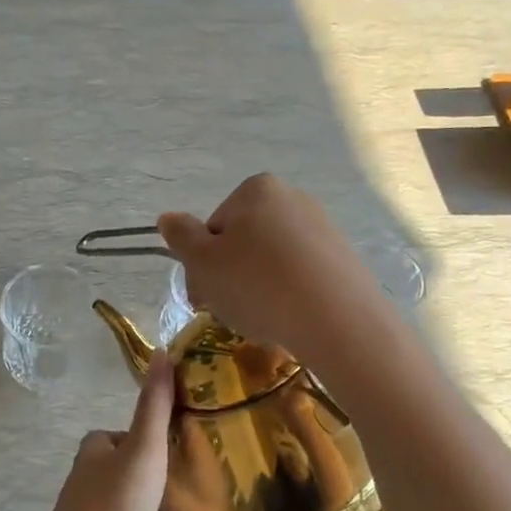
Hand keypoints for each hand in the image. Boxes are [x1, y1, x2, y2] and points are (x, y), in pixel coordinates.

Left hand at [17, 354, 177, 510]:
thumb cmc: (114, 504)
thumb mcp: (143, 448)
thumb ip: (155, 404)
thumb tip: (161, 350)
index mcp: (95, 454)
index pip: (121, 435)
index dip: (149, 435)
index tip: (184, 438)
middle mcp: (92, 486)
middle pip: (132, 475)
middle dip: (163, 477)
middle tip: (205, 476)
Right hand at [157, 174, 388, 371]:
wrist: (337, 320)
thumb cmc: (258, 285)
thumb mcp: (203, 263)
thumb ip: (181, 237)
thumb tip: (167, 218)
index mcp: (256, 190)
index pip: (213, 228)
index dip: (202, 265)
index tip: (203, 297)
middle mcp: (292, 198)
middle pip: (243, 242)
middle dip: (230, 275)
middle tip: (228, 311)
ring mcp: (322, 227)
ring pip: (271, 261)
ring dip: (258, 287)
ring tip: (262, 319)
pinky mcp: (343, 258)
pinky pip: (301, 275)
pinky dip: (288, 294)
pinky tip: (289, 318)